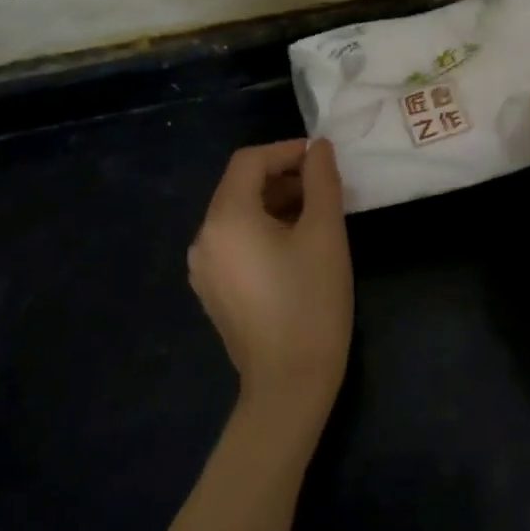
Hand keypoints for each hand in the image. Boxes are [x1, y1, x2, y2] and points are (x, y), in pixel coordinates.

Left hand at [188, 138, 353, 428]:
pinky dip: (262, 230)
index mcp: (226, 218)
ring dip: (275, 203)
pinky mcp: (213, 290)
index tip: (321, 159)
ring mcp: (203, 267)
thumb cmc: (312, 302)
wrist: (289, 384)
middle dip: (283, 177)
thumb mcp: (325, 233)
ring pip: (238, 215)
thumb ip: (322, 180)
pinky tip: (295, 246)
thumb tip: (318, 146)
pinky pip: (235, 242)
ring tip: (316, 215)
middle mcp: (204, 237)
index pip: (249, 161)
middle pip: (240, 186)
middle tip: (325, 187)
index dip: (286, 151)